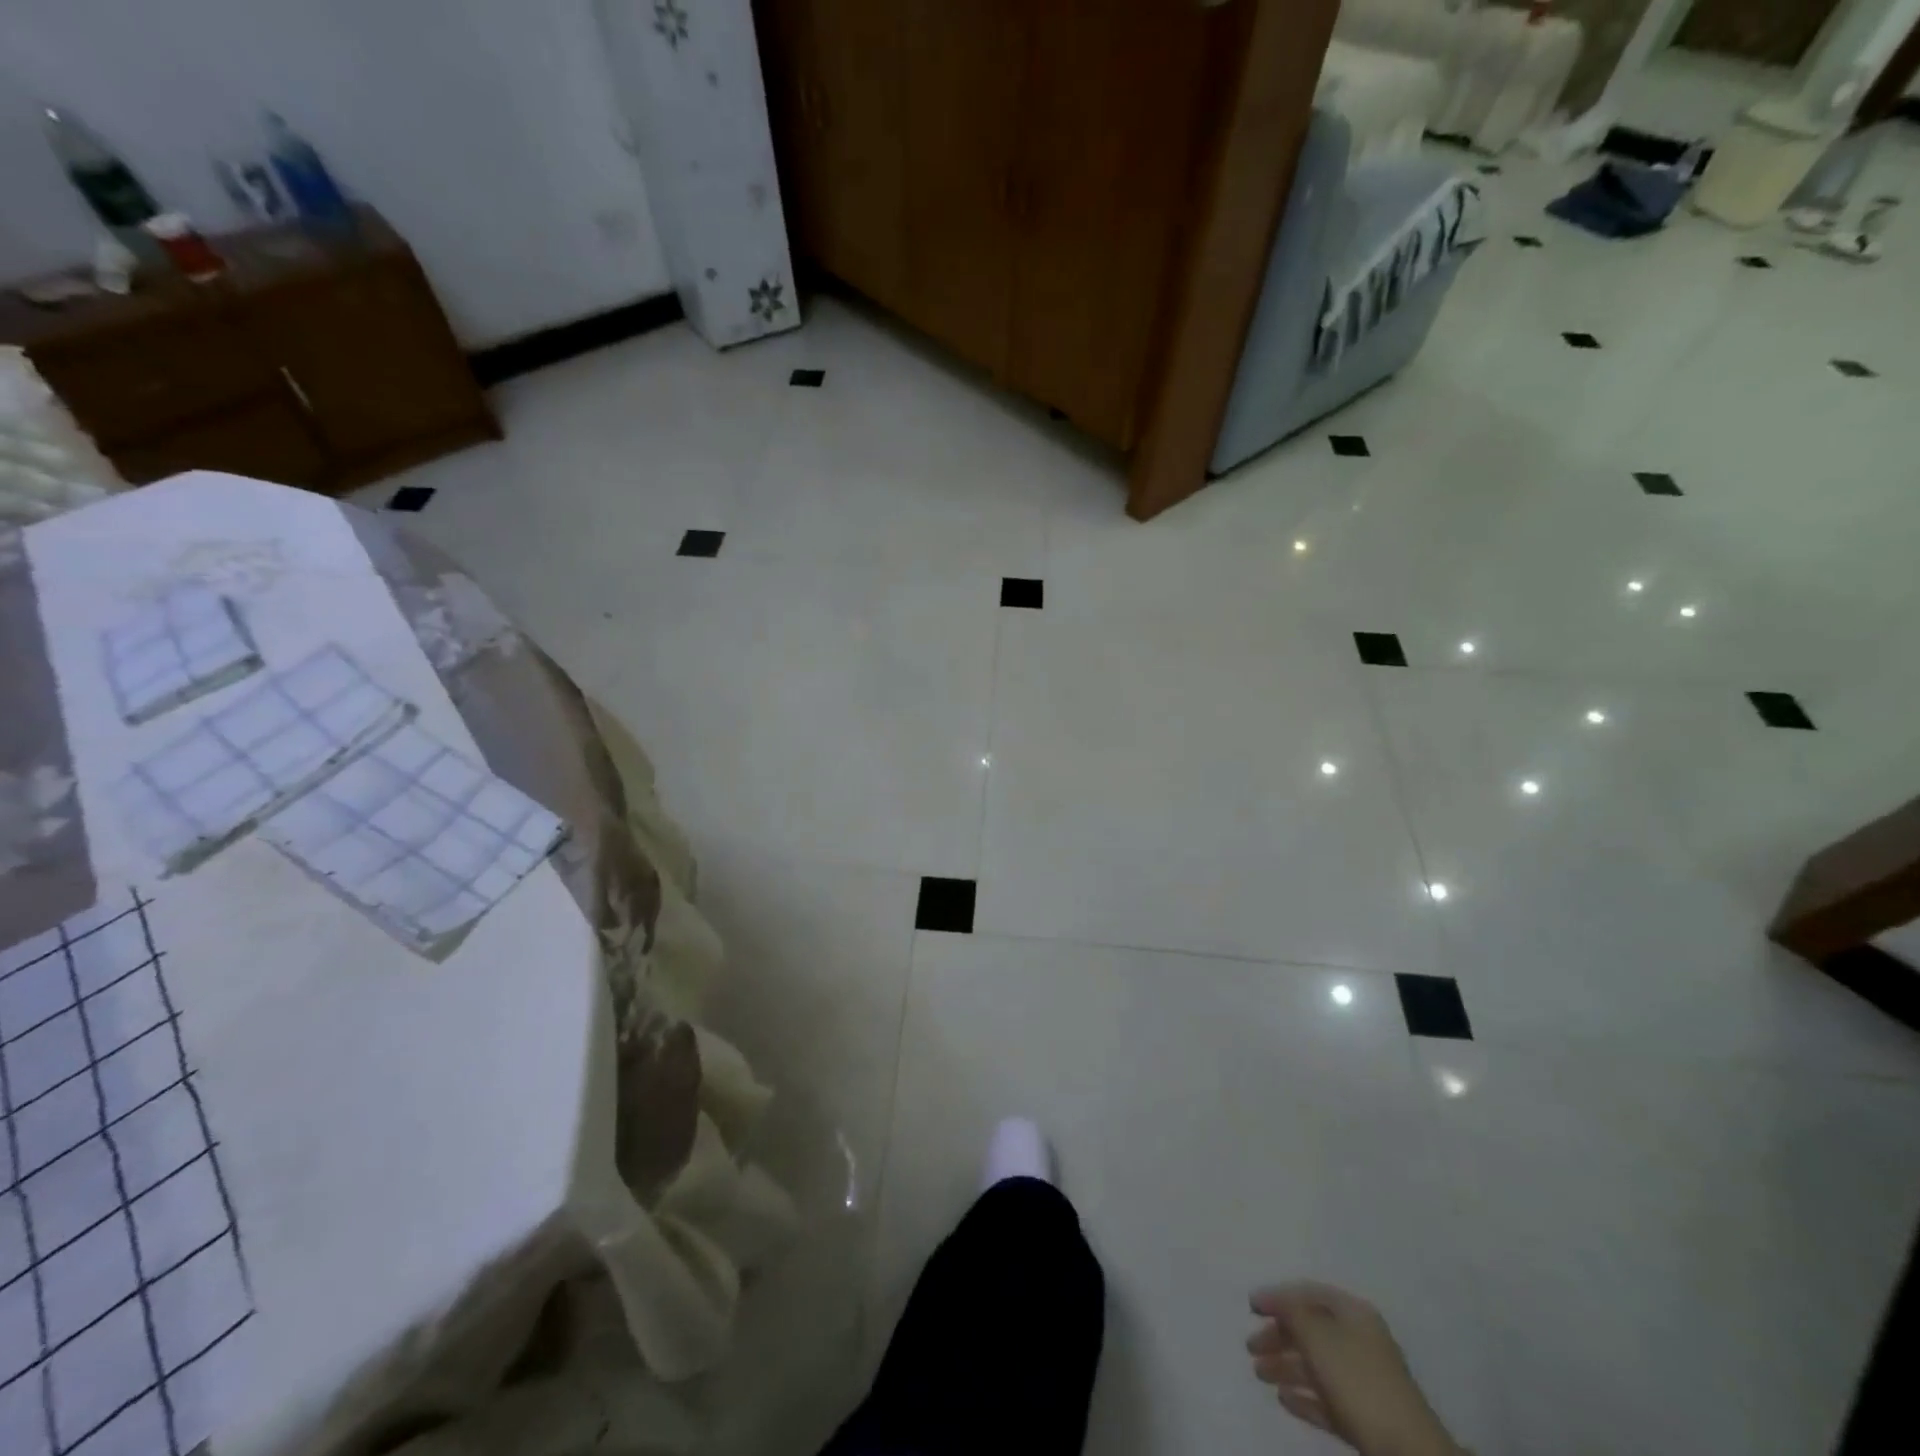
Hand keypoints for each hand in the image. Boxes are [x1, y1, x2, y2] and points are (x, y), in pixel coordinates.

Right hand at [1246, 1282, 1461, 1455]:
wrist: (1408, 1452)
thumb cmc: (1358, 1381)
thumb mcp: (1318, 1335)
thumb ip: (1292, 1312)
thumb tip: (1276, 1301)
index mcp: (1354, 1314)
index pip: (1309, 1294)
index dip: (1278, 1297)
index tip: (1250, 1307)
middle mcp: (1359, 1341)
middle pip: (1311, 1330)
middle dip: (1278, 1336)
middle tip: (1250, 1346)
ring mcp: (1363, 1381)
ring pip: (1316, 1365)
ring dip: (1285, 1367)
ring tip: (1258, 1373)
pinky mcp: (1364, 1418)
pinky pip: (1326, 1399)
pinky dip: (1304, 1397)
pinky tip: (1283, 1399)